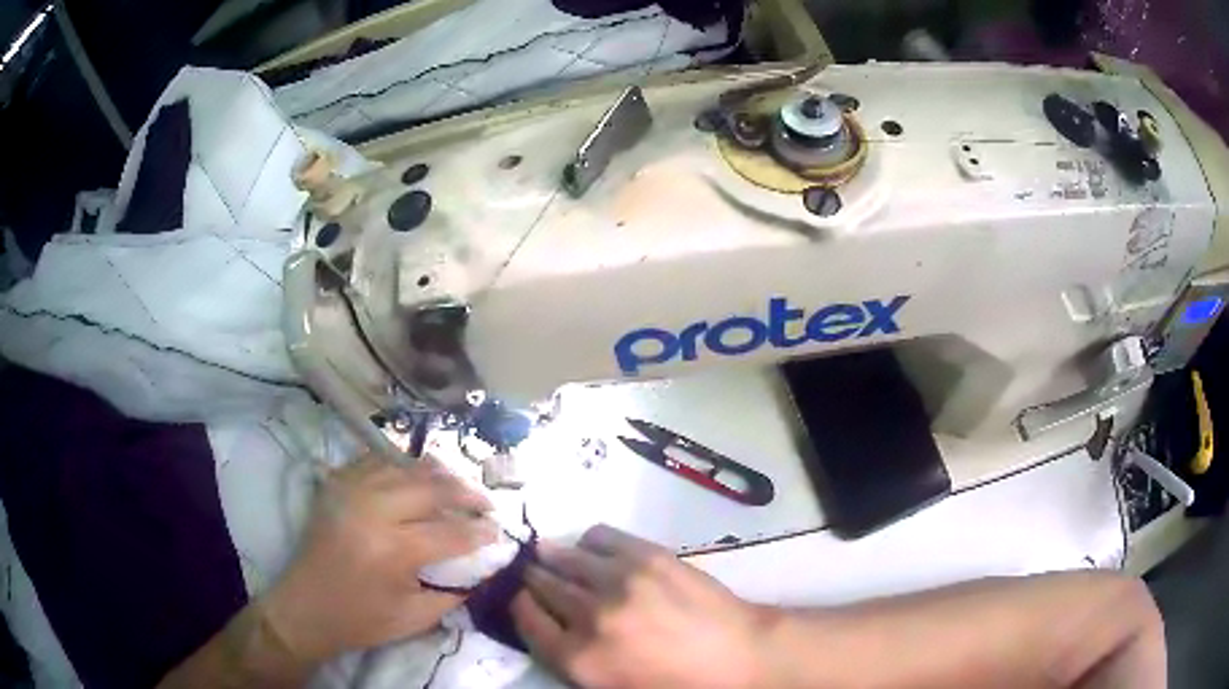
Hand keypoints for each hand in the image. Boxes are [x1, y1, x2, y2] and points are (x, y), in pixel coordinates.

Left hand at [262, 455, 497, 664]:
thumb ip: (455, 592)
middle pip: (432, 486)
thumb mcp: (415, 618)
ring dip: (437, 473)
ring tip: (457, 485)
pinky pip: (375, 460)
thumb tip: (484, 568)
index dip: (481, 530)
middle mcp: (373, 510)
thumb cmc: (361, 620)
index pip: (452, 531)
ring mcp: (350, 490)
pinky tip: (414, 475)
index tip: (499, 530)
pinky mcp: (336, 485)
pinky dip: (400, 465)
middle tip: (486, 503)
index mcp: (394, 549)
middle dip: (467, 492)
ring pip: (405, 465)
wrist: (305, 608)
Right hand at [511, 525, 769, 687]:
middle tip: (539, 579)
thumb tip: (542, 618)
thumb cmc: (673, 683)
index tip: (524, 599)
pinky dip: (589, 542)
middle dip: (534, 580)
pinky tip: (595, 553)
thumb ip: (568, 656)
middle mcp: (589, 616)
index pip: (523, 616)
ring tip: (557, 559)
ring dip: (554, 558)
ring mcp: (618, 581)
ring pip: (562, 556)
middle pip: (539, 584)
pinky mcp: (646, 555)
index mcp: (577, 658)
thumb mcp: (609, 686)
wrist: (736, 656)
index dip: (520, 604)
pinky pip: (597, 535)